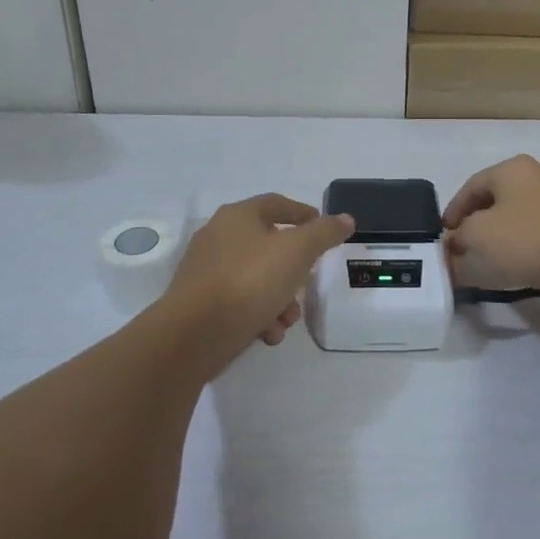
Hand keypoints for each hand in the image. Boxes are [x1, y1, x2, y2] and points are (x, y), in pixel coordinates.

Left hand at [163, 194, 353, 372]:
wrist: (193, 334)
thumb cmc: (250, 280)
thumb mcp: (298, 252)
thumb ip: (324, 233)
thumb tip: (346, 219)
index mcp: (238, 216)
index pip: (276, 204)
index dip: (303, 213)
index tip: (325, 229)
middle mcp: (218, 237)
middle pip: (268, 245)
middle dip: (294, 269)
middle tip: (308, 283)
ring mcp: (206, 271)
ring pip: (255, 278)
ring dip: (279, 298)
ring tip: (288, 320)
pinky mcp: (200, 303)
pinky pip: (238, 303)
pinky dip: (258, 315)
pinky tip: (267, 334)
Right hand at [442, 156, 539, 295]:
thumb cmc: (526, 239)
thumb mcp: (477, 238)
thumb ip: (458, 241)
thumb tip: (454, 246)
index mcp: (513, 167)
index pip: (472, 186)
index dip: (453, 211)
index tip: (444, 235)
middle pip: (498, 198)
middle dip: (478, 224)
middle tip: (465, 247)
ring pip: (521, 214)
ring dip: (503, 234)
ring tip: (492, 259)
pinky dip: (526, 243)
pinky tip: (521, 264)